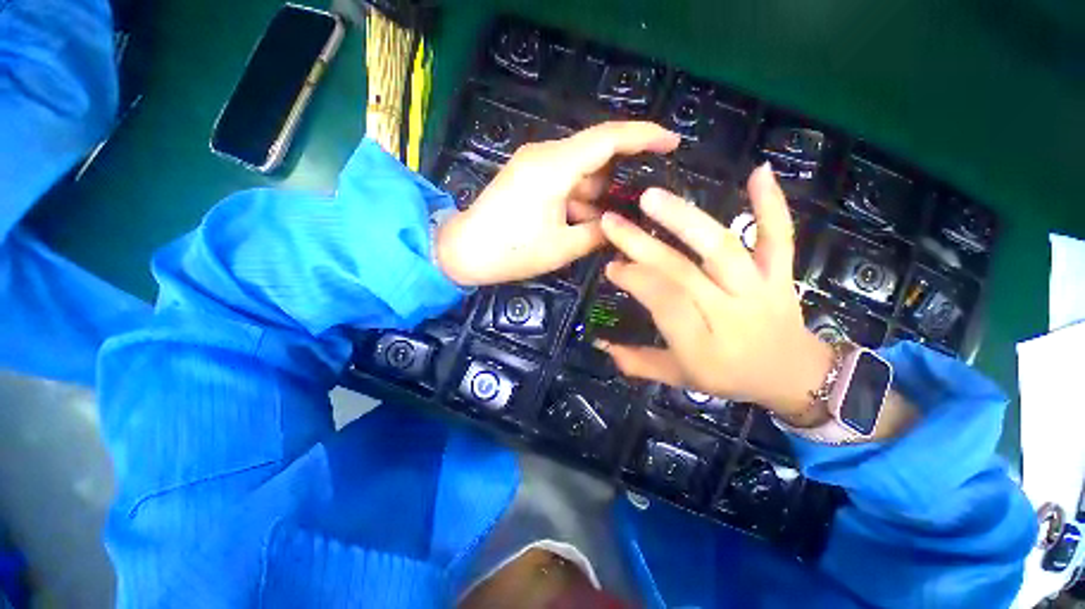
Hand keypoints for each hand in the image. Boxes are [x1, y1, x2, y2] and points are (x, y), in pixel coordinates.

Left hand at [435, 122, 680, 286]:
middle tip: (633, 208)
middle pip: (596, 155)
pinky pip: (564, 179)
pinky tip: (581, 222)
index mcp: (554, 166)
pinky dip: (578, 198)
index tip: (673, 141)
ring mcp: (534, 164)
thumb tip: (620, 227)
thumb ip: (597, 234)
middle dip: (616, 181)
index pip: (608, 139)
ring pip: (580, 171)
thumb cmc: (511, 252)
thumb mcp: (561, 248)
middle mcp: (545, 155)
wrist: (463, 252)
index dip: (644, 136)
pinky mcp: (528, 176)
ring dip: (595, 196)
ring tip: (601, 227)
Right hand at [596, 164, 834, 421]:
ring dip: (685, 219)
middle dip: (642, 245)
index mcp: (702, 345)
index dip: (635, 280)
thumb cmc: (730, 377)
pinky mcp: (781, 273)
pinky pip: (779, 237)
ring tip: (651, 197)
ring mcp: (759, 288)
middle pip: (683, 271)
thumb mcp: (678, 378)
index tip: (611, 265)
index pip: (663, 302)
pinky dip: (772, 205)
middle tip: (612, 221)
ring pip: (722, 248)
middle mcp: (730, 313)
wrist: (794, 376)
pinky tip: (758, 172)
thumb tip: (600, 343)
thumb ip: (637, 362)